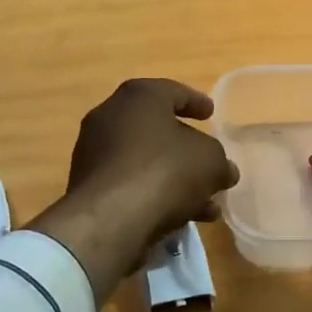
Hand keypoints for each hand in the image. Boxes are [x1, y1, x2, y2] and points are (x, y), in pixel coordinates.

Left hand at [28, 79, 239, 302]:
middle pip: (156, 128)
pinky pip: (130, 184)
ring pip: (144, 161)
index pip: (172, 91)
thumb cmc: (165, 170)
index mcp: (138, 97)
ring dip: (174, 178)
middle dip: (186, 148)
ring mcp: (93, 152)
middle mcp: (109, 117)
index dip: (196, 102)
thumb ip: (219, 161)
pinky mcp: (87, 187)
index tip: (211, 113)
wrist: (110, 219)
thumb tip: (224, 170)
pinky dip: (154, 194)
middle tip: (208, 160)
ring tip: (205, 204)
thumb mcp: (210, 161)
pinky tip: (181, 219)